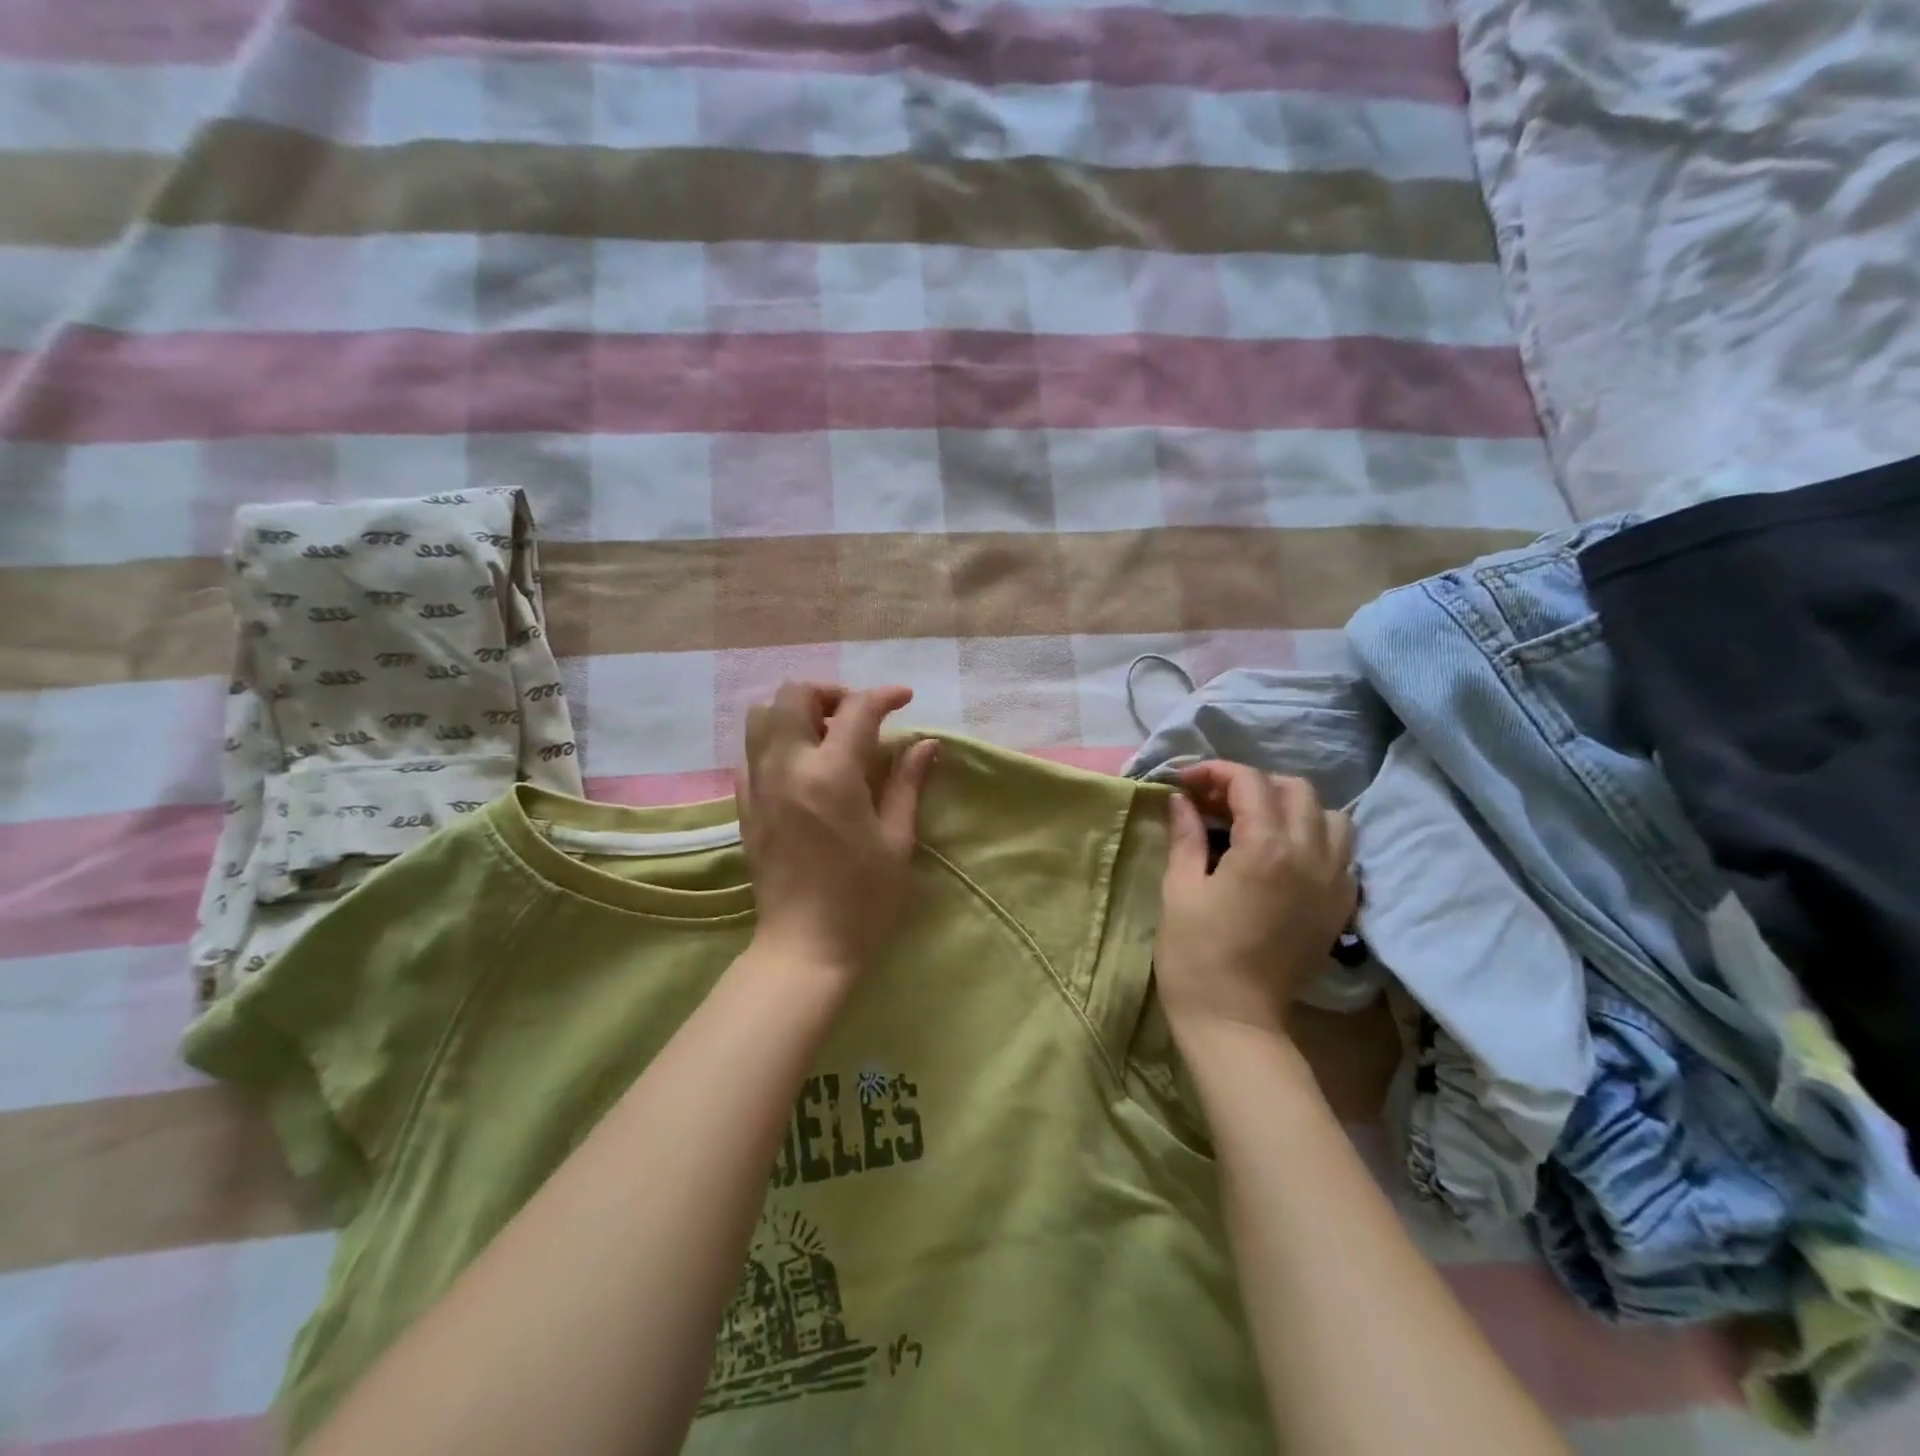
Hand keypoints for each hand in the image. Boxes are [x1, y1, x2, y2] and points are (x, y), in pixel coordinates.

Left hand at [735, 683, 939, 980]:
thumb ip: (907, 783)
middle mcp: (787, 767)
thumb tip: (926, 743)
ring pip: (761, 716)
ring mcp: (759, 786)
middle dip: (830, 693)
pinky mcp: (745, 807)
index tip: (904, 699)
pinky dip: (775, 743)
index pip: (856, 710)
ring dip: (795, 713)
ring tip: (826, 736)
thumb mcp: (896, 840)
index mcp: (831, 774)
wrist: (805, 948)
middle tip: (858, 718)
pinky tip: (802, 768)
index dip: (884, 696)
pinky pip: (750, 753)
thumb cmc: (863, 899)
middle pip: (793, 695)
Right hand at [1155, 762, 1356, 1038]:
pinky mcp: (1340, 908)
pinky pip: (1343, 855)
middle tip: (1218, 803)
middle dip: (1254, 784)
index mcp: (1266, 848)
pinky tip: (1285, 857)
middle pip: (1296, 790)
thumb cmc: (1195, 953)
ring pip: (1331, 818)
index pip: (1250, 782)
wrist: (1234, 1019)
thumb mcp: (1179, 888)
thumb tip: (1181, 800)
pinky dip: (1317, 841)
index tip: (1187, 782)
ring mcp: (1334, 883)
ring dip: (1293, 808)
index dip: (1216, 772)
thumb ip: (1186, 835)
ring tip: (1258, 824)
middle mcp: (1311, 856)